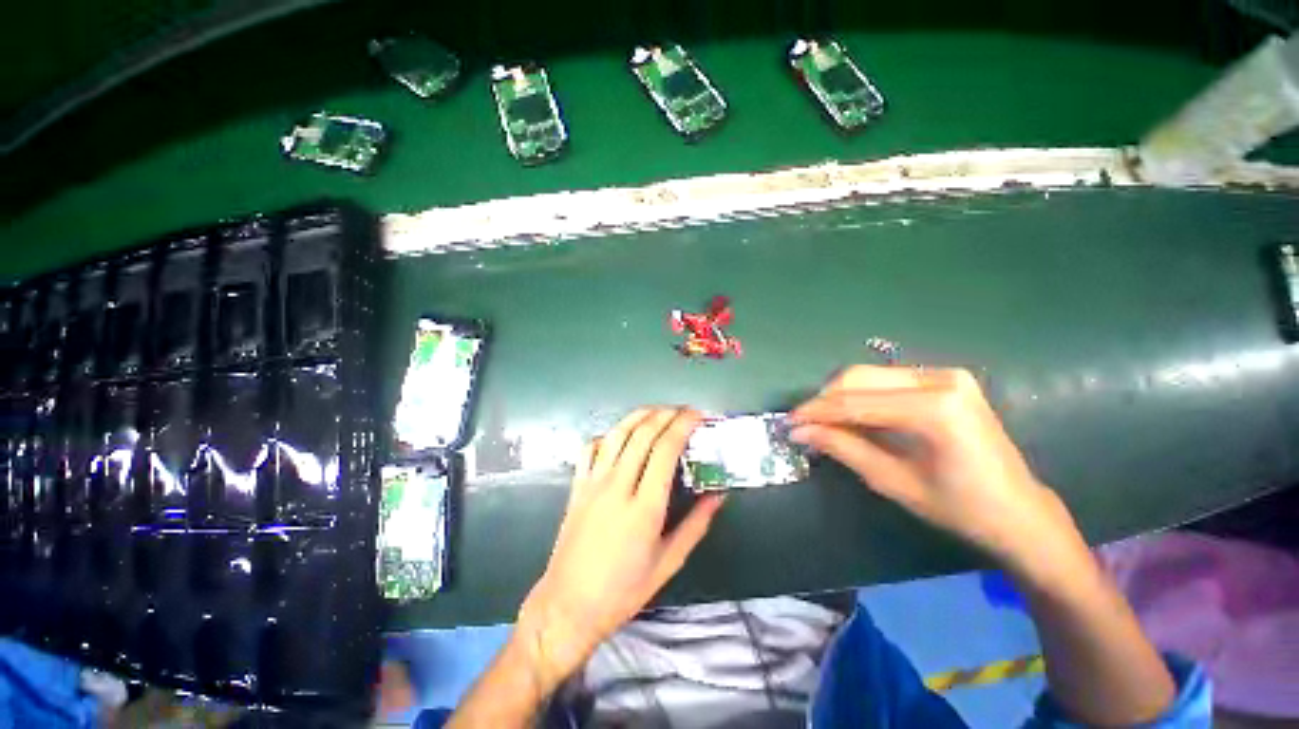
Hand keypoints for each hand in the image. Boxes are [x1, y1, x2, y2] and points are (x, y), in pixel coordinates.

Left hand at [515, 407, 724, 689]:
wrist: (569, 605)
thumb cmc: (624, 590)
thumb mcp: (668, 562)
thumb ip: (696, 525)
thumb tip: (718, 496)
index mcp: (644, 507)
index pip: (666, 450)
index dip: (683, 425)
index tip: (697, 415)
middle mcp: (618, 487)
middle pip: (643, 434)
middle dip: (666, 414)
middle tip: (683, 409)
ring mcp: (593, 483)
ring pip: (617, 434)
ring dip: (639, 416)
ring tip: (657, 411)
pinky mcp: (577, 486)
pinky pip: (591, 448)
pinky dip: (608, 434)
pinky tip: (620, 435)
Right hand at [790, 366, 1084, 577]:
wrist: (1019, 511)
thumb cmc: (960, 508)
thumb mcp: (894, 482)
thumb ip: (844, 448)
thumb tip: (800, 431)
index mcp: (936, 409)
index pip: (856, 401)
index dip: (816, 411)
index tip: (788, 422)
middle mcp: (941, 380)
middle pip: (859, 377)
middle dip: (824, 400)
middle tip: (803, 423)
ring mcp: (946, 374)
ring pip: (869, 374)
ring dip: (839, 396)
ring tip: (823, 422)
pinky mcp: (945, 378)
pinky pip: (886, 380)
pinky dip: (861, 396)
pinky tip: (851, 416)